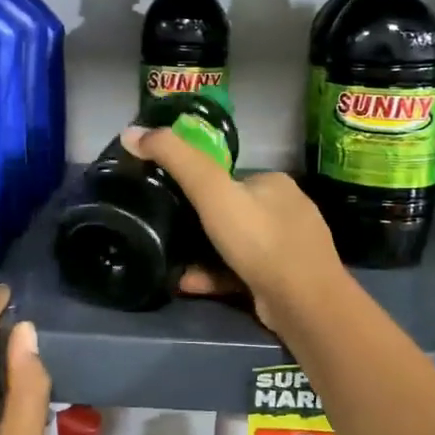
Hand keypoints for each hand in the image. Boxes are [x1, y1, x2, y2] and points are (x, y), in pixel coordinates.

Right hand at [120, 125, 346, 332]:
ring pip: (236, 246)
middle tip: (167, 234)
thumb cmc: (258, 239)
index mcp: (274, 183)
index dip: (198, 186)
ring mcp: (289, 248)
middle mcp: (286, 210)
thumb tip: (131, 132)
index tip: (168, 198)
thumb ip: (174, 159)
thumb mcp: (211, 191)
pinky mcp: (284, 281)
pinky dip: (215, 276)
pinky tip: (189, 284)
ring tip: (173, 263)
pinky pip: (241, 272)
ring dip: (203, 254)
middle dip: (199, 224)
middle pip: (231, 212)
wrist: (303, 303)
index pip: (229, 177)